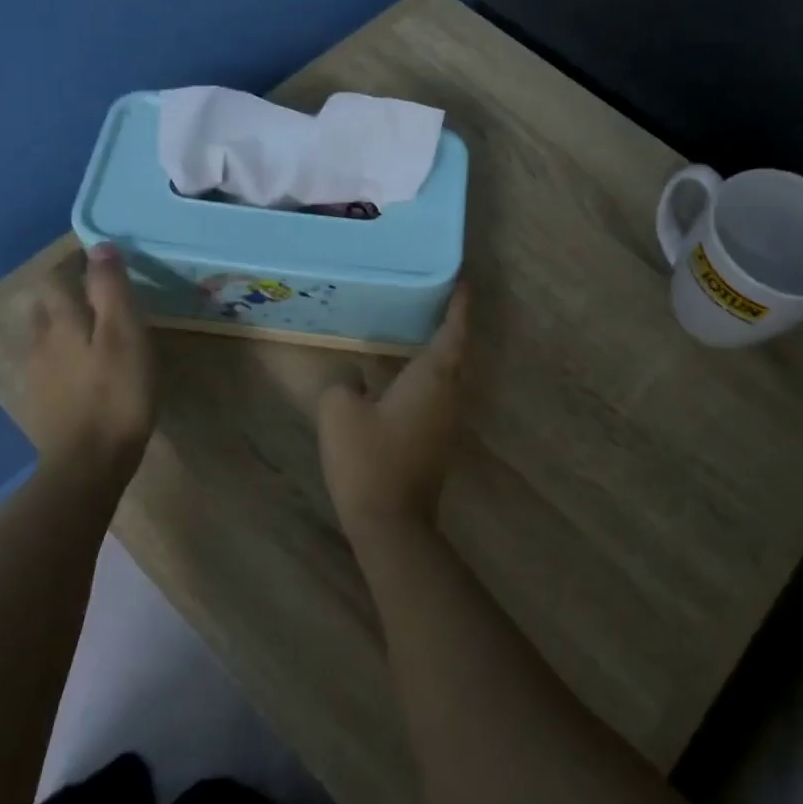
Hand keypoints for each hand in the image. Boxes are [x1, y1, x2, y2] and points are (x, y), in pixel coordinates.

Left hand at [23, 243, 156, 484]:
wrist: (87, 464)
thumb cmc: (116, 394)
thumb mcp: (124, 334)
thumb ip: (111, 289)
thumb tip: (100, 246)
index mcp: (62, 322)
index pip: (56, 278)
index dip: (74, 265)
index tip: (99, 261)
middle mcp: (41, 342)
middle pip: (45, 306)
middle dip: (65, 293)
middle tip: (98, 295)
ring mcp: (37, 376)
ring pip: (45, 337)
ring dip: (64, 325)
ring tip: (93, 330)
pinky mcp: (42, 404)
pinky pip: (49, 366)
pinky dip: (65, 356)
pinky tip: (85, 370)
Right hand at [317, 286, 469, 538]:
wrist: (391, 523)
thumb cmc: (368, 460)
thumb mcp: (340, 412)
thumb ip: (344, 383)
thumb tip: (353, 376)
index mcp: (433, 377)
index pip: (453, 330)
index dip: (459, 304)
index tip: (463, 280)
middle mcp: (450, 394)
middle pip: (457, 351)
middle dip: (451, 324)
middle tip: (434, 298)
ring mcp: (449, 420)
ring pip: (450, 375)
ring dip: (440, 351)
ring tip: (418, 329)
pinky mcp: (440, 441)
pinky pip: (440, 395)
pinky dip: (430, 376)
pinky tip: (406, 376)